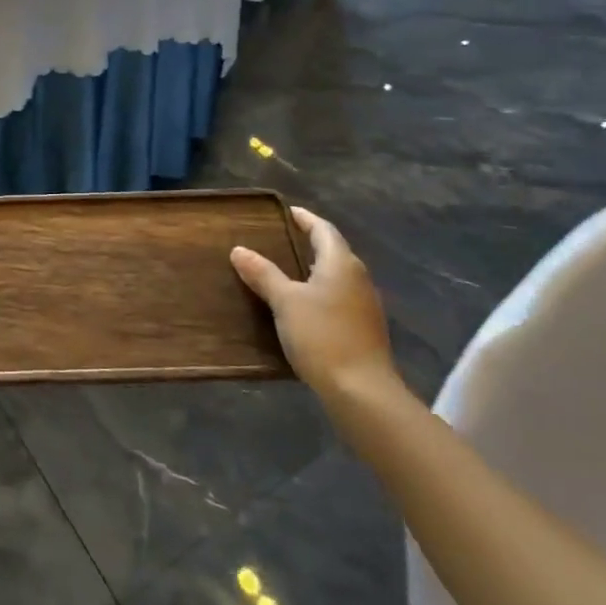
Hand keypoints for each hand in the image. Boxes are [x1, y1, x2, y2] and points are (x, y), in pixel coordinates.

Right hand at [231, 206, 398, 398]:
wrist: (363, 392)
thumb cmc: (322, 336)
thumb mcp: (285, 302)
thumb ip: (263, 274)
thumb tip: (239, 250)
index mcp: (340, 263)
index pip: (323, 229)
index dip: (305, 219)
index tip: (288, 212)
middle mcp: (358, 277)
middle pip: (334, 251)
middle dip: (311, 243)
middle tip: (283, 240)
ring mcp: (366, 305)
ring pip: (339, 276)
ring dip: (316, 270)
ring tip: (289, 271)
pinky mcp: (366, 329)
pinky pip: (341, 298)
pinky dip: (323, 292)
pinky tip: (306, 306)